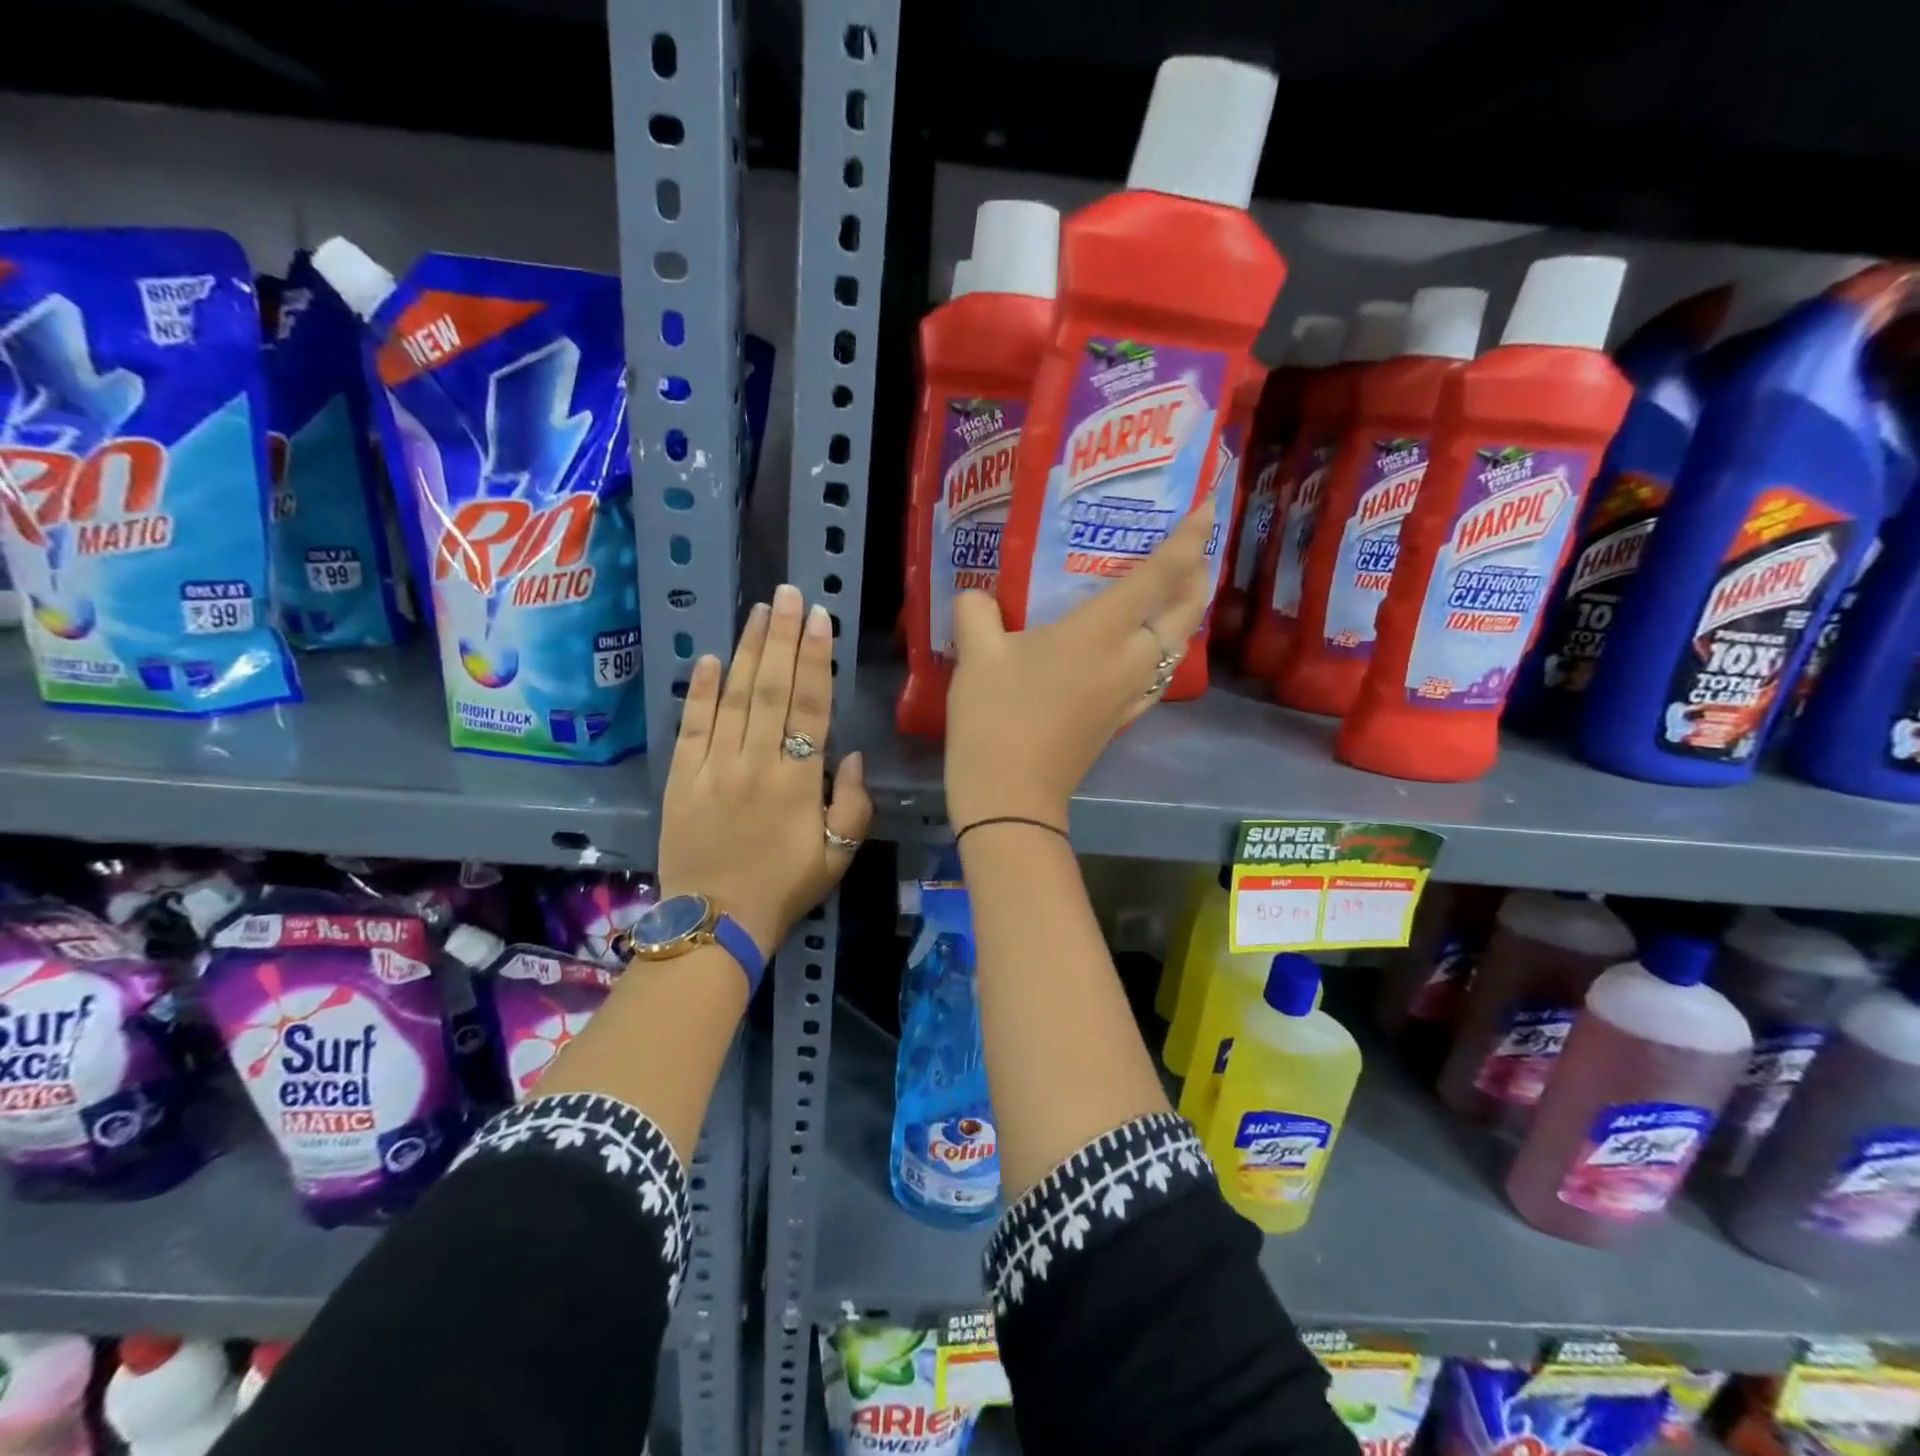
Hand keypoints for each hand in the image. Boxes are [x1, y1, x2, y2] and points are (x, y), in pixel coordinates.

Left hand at [658, 583, 873, 955]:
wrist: (715, 923)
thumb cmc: (784, 889)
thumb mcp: (838, 855)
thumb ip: (853, 804)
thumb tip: (850, 755)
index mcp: (799, 781)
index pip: (811, 706)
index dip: (816, 658)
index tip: (819, 619)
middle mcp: (757, 763)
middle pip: (772, 689)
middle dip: (782, 637)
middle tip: (788, 594)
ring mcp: (715, 768)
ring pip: (734, 698)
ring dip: (747, 651)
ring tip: (758, 611)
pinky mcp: (681, 779)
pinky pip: (692, 727)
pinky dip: (700, 691)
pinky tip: (710, 659)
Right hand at [945, 499, 1214, 831]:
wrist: (1011, 796)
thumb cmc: (996, 718)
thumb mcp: (976, 655)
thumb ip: (977, 611)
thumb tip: (979, 597)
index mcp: (1100, 632)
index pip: (1159, 575)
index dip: (1188, 539)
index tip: (1206, 507)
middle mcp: (1130, 659)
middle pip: (1186, 611)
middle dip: (1199, 575)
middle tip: (1194, 549)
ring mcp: (1131, 693)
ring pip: (1178, 644)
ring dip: (1185, 613)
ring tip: (1173, 591)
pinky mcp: (1122, 718)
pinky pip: (1158, 673)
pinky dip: (1164, 648)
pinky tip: (1143, 648)